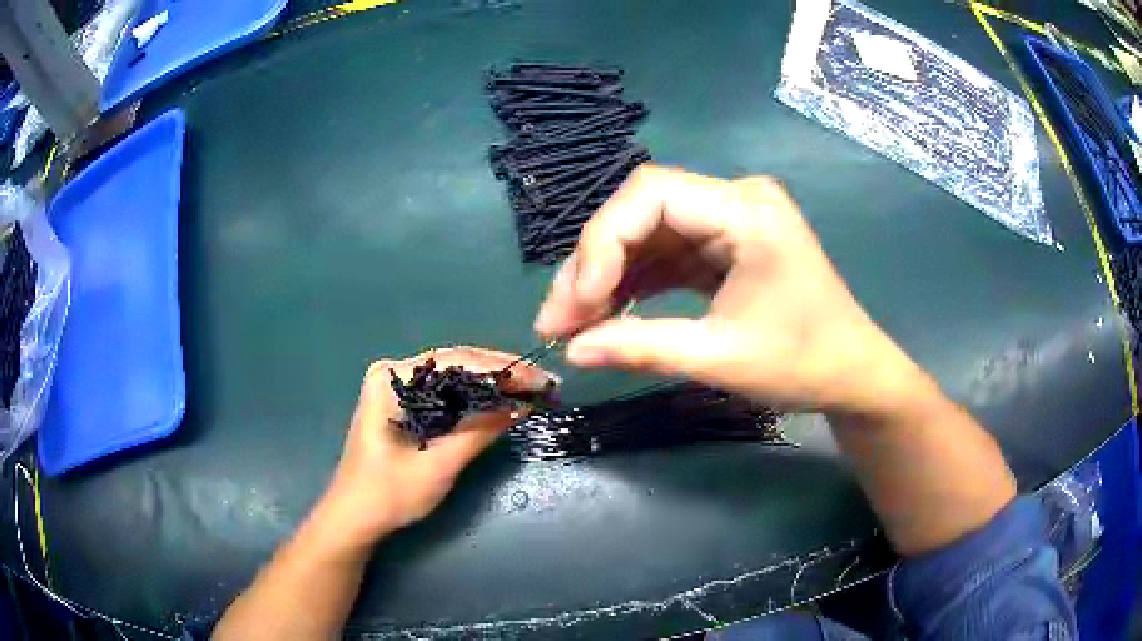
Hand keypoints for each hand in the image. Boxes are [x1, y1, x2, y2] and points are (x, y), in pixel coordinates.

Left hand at [315, 346, 556, 546]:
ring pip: (453, 378)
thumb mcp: (439, 464)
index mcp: (392, 377)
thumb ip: (479, 431)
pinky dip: (474, 398)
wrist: (355, 517)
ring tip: (530, 389)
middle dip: (500, 374)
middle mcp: (393, 373)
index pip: (455, 360)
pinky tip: (500, 402)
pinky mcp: (403, 405)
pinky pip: (446, 393)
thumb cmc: (389, 493)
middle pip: (456, 364)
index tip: (539, 377)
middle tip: (542, 383)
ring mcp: (397, 387)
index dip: (502, 368)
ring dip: (491, 385)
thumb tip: (521, 405)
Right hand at [535, 165, 919, 413]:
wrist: (853, 374)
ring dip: (607, 275)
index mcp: (747, 210)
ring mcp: (730, 219)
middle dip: (594, 263)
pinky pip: (667, 252)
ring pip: (647, 232)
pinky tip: (608, 311)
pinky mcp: (725, 243)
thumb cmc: (804, 364)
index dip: (602, 243)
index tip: (576, 305)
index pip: (651, 194)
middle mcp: (735, 199)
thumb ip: (642, 347)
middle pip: (642, 210)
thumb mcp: (721, 358)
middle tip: (557, 320)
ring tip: (572, 323)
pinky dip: (635, 281)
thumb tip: (571, 351)